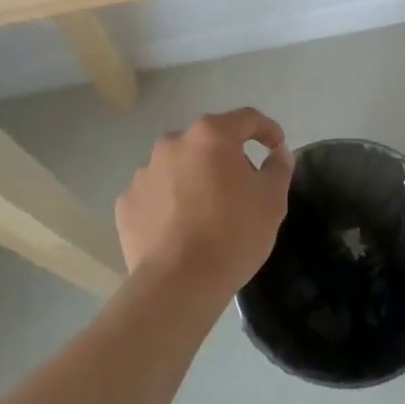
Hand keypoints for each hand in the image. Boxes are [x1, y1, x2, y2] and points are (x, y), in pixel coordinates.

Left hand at [116, 109, 293, 304]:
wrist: (177, 285)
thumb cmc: (232, 234)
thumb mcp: (272, 200)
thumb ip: (278, 167)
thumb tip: (277, 153)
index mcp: (211, 135)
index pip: (246, 119)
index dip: (267, 129)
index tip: (277, 146)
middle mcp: (174, 143)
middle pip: (209, 141)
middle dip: (227, 157)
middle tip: (243, 186)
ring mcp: (145, 172)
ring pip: (179, 166)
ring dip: (195, 178)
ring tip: (207, 211)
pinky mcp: (126, 202)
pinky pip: (156, 193)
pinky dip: (169, 202)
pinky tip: (179, 227)